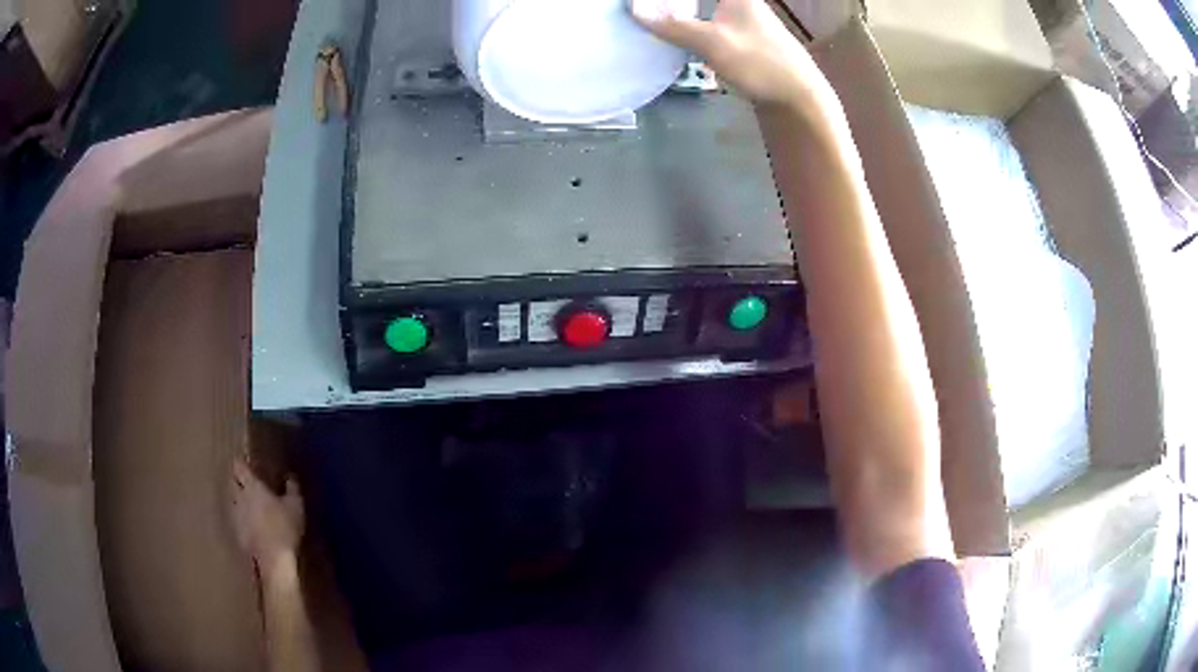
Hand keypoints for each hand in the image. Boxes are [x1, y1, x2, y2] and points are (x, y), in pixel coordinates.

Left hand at [231, 458, 304, 573]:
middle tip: (246, 481)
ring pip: (231, 500)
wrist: (273, 558)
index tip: (246, 463)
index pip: (238, 467)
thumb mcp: (295, 506)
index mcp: (252, 486)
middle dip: (236, 479)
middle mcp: (239, 497)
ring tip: (246, 502)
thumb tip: (290, 476)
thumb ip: (292, 489)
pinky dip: (240, 516)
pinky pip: (235, 518)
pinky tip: (249, 523)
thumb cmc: (284, 527)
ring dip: (237, 498)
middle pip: (231, 482)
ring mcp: (235, 515)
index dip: (241, 463)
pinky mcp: (236, 532)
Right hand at [632, 0, 832, 110]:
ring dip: (682, 14)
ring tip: (656, 20)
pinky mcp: (745, 41)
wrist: (799, 99)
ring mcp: (746, 22)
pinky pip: (711, 24)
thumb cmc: (760, 63)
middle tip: (648, 10)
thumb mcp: (713, 42)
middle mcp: (743, 3)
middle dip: (673, 6)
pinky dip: (694, 28)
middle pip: (701, 0)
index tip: (646, 3)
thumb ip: (673, 25)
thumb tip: (634, 10)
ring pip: (706, 9)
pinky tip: (679, 38)